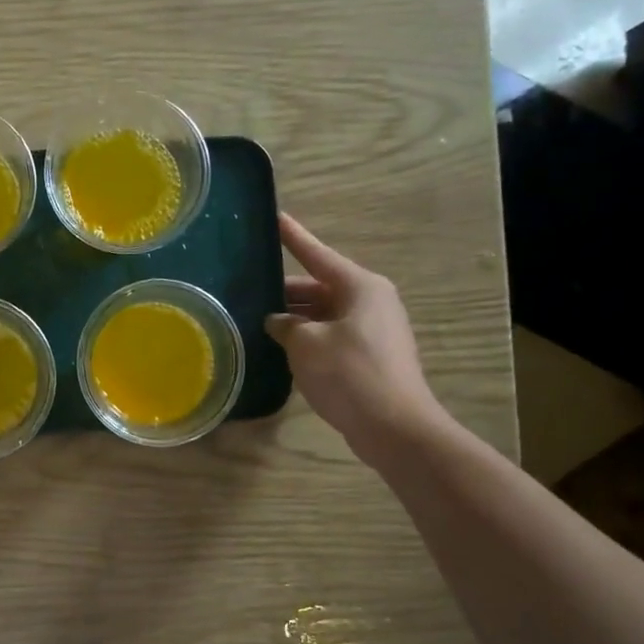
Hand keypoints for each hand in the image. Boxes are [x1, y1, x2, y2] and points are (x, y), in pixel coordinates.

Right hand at [265, 212, 450, 464]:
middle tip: (249, 291)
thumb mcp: (306, 344)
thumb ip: (286, 326)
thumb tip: (278, 322)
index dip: (293, 237)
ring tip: (258, 322)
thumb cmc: (350, 374)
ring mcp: (373, 330)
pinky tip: (282, 350)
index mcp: (359, 287)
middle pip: (320, 287)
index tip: (276, 217)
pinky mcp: (371, 356)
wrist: (395, 427)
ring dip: (295, 319)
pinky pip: (332, 336)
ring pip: (324, 314)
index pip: (317, 254)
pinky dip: (309, 339)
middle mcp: (370, 301)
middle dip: (286, 292)